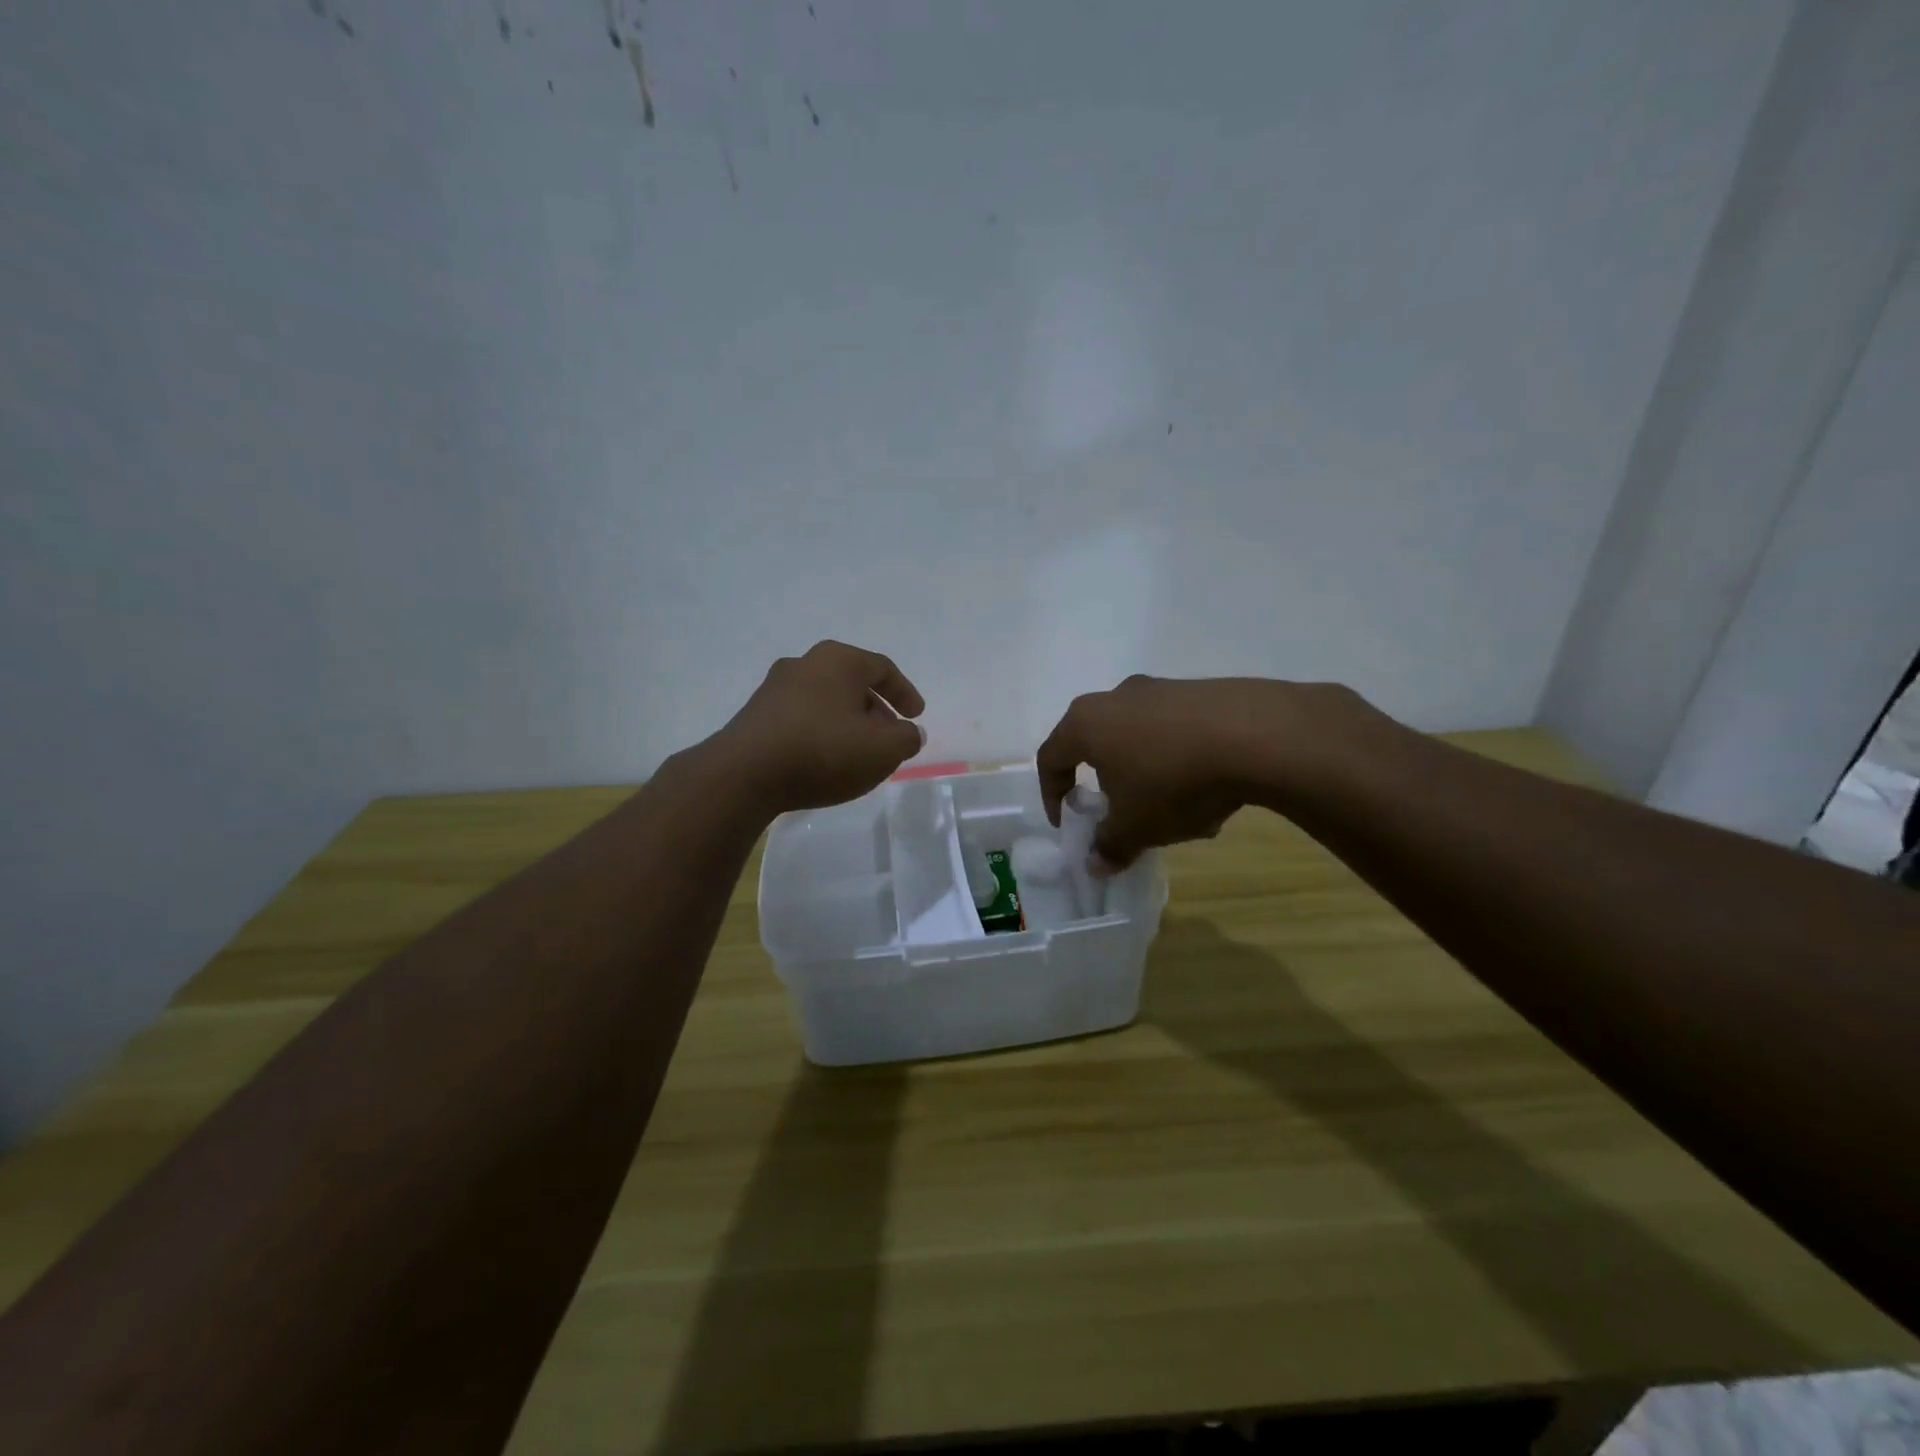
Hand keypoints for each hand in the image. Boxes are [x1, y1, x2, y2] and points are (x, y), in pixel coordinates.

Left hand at [715, 641, 925, 812]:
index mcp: (839, 660)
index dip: (904, 692)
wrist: (743, 774)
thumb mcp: (882, 749)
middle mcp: (805, 663)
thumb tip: (910, 732)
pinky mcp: (755, 715)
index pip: (882, 668)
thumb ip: (906, 738)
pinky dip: (821, 732)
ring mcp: (775, 688)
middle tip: (890, 736)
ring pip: (825, 700)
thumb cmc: (823, 751)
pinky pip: (801, 718)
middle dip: (876, 709)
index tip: (916, 715)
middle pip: (852, 682)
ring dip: (847, 722)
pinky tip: (824, 759)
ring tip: (858, 752)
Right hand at [1036, 675, 1355, 870]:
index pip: (1050, 757)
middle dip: (1104, 781)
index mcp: (1086, 723)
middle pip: (1095, 742)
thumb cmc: (1173, 781)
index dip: (1051, 794)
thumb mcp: (1136, 826)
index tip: (1068, 823)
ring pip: (1139, 736)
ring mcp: (1161, 688)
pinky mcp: (1201, 690)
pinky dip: (1180, 759)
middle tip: (1118, 811)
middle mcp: (1116, 697)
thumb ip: (1110, 846)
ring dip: (1146, 772)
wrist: (1257, 734)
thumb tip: (1095, 864)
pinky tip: (1208, 789)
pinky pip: (1177, 730)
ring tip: (1173, 808)